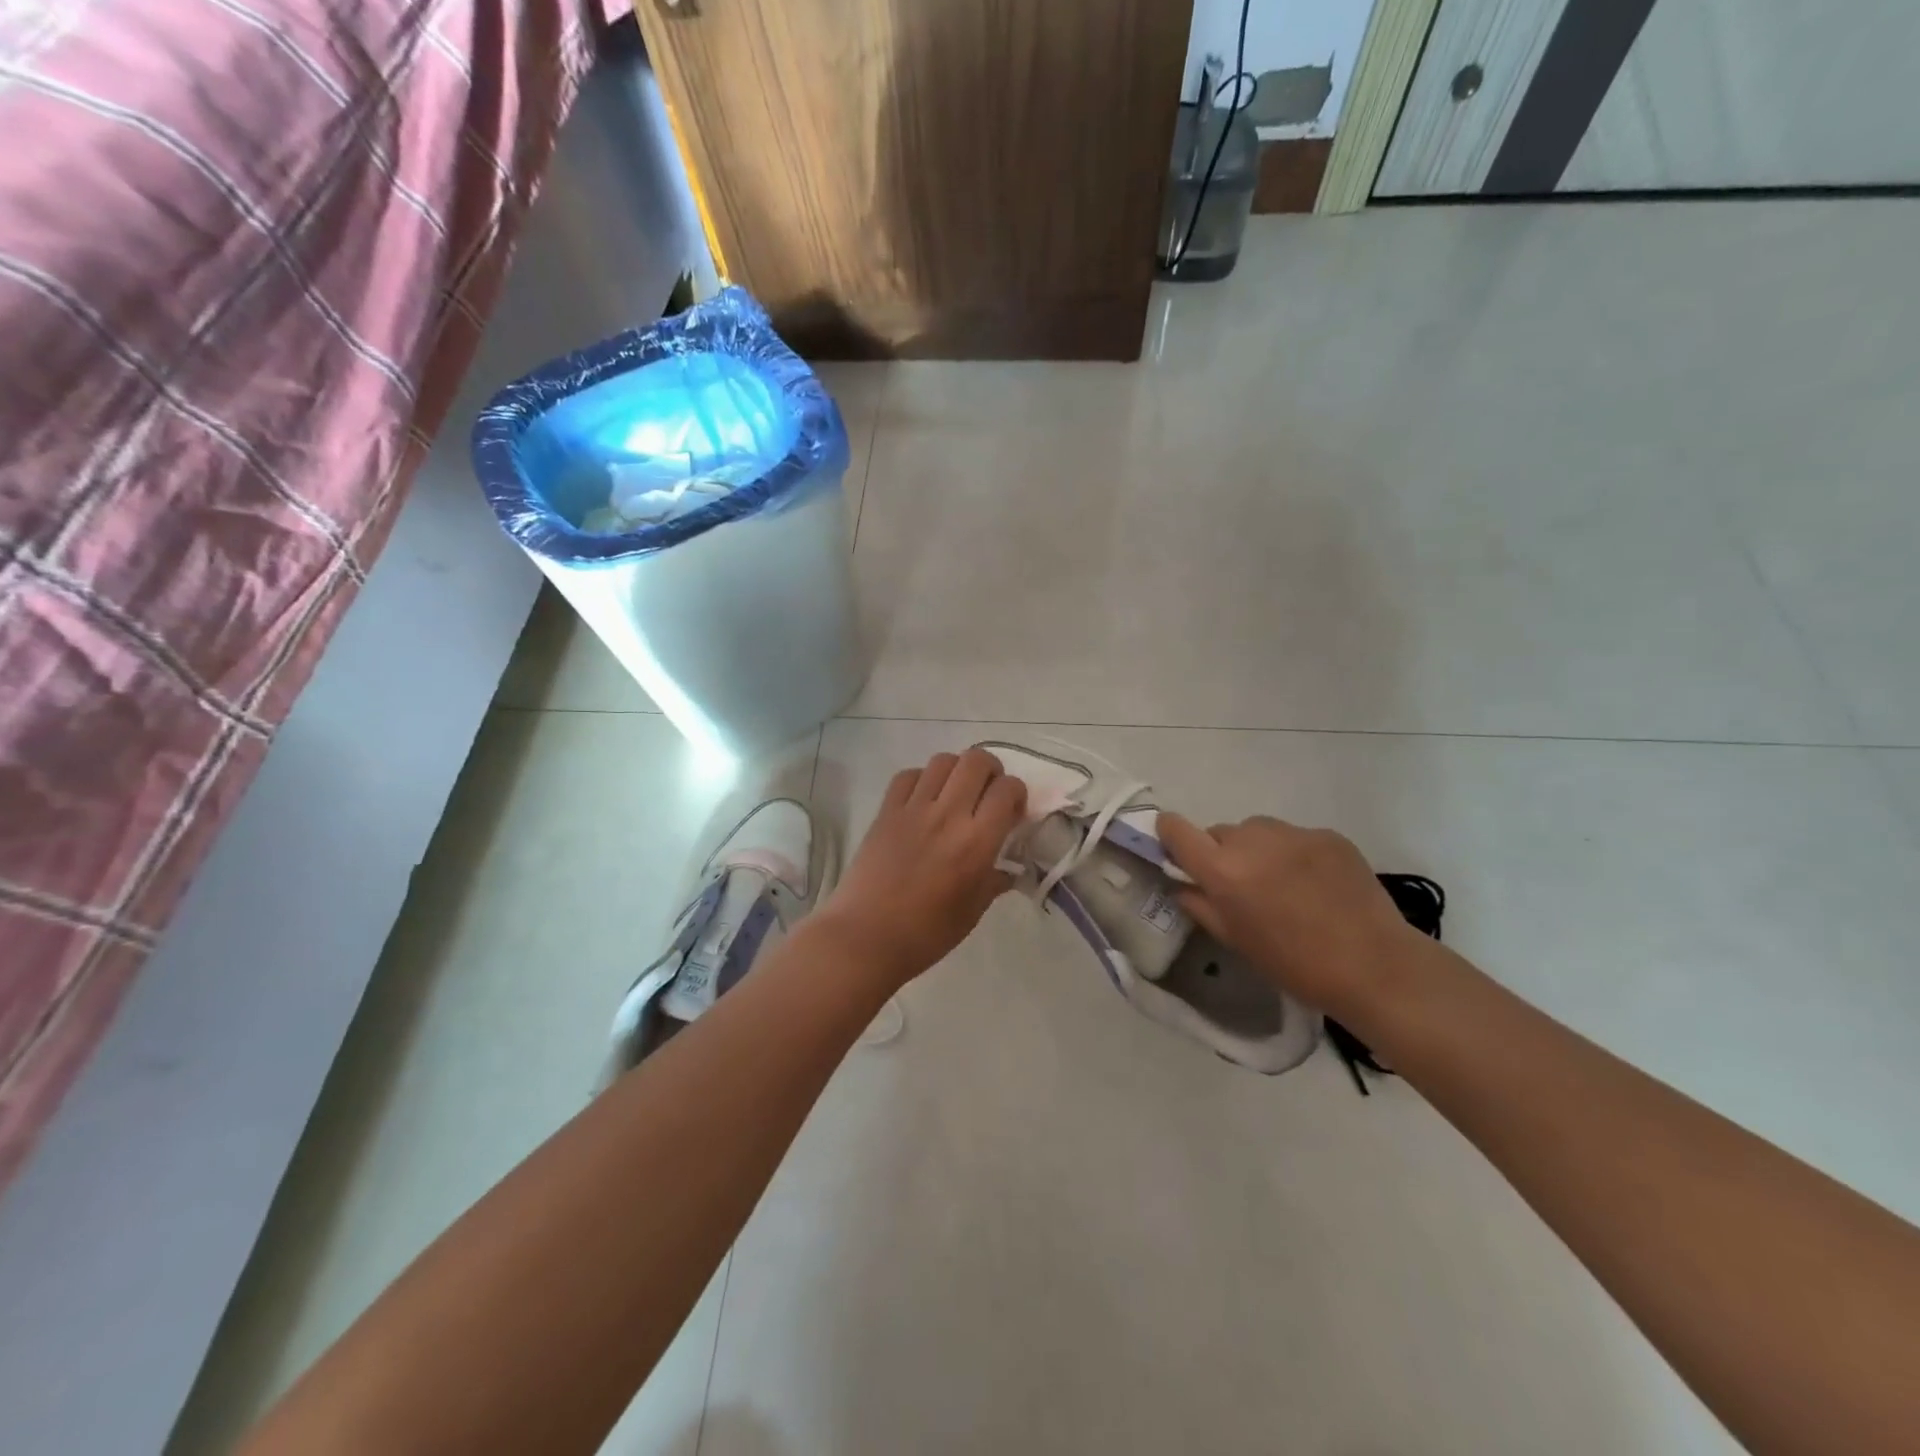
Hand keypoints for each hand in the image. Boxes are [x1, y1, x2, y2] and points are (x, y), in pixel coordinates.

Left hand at [818, 749, 1027, 987]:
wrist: (865, 937)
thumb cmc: (925, 934)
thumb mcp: (971, 912)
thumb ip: (993, 882)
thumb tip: (1008, 870)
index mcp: (976, 842)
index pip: (1008, 789)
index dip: (1017, 794)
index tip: (1013, 813)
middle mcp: (948, 814)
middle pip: (977, 760)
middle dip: (992, 770)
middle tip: (989, 793)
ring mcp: (913, 809)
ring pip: (943, 760)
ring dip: (957, 770)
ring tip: (957, 793)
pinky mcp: (886, 811)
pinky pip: (908, 775)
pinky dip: (922, 778)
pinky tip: (924, 799)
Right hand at [1157, 812, 1426, 1024]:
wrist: (1373, 965)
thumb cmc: (1294, 963)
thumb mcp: (1235, 940)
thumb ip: (1201, 906)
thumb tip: (1183, 885)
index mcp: (1222, 869)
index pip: (1176, 829)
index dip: (1170, 835)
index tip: (1177, 851)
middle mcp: (1251, 840)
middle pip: (1220, 832)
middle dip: (1223, 854)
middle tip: (1244, 887)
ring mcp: (1293, 833)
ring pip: (1258, 831)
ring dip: (1258, 850)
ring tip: (1283, 884)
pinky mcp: (1327, 834)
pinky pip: (1295, 837)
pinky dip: (1295, 854)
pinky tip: (1316, 885)